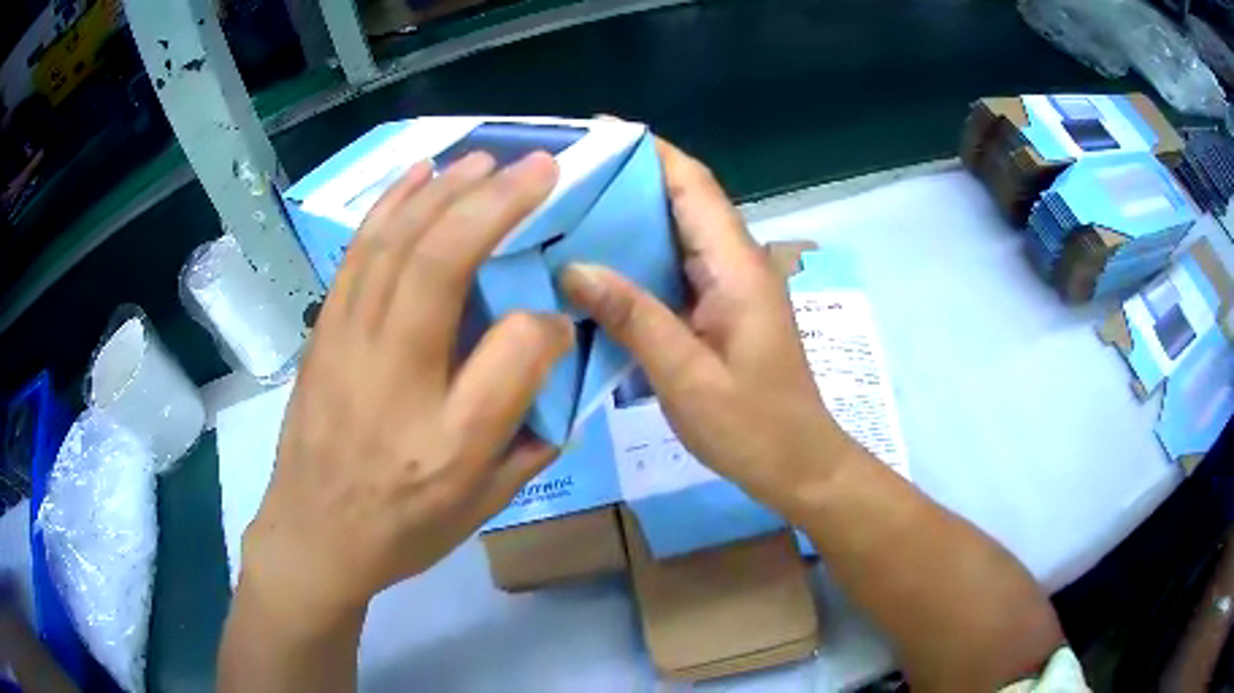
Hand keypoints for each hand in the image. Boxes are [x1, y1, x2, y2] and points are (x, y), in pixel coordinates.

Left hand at [242, 151, 572, 629]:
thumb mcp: (483, 503)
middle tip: (540, 165)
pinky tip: (419, 175)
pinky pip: (358, 253)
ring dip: (445, 190)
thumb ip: (531, 434)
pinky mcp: (324, 331)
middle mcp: (394, 379)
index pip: (514, 351)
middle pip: (442, 264)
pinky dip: (391, 204)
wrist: (313, 537)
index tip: (559, 319)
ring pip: (395, 243)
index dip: (548, 323)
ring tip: (486, 158)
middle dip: (497, 202)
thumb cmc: (403, 528)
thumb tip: (550, 352)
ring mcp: (347, 345)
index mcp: (448, 440)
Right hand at [561, 139, 852, 516]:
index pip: (693, 185)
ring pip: (673, 233)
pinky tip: (592, 268)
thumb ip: (634, 317)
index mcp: (736, 267)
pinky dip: (634, 259)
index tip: (597, 132)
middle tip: (563, 176)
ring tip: (564, 211)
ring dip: (627, 217)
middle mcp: (734, 263)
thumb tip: (574, 266)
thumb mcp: (687, 376)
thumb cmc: (752, 427)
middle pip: (681, 200)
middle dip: (627, 178)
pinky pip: (671, 269)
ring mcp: (726, 287)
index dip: (649, 150)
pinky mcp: (716, 310)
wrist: (797, 464)